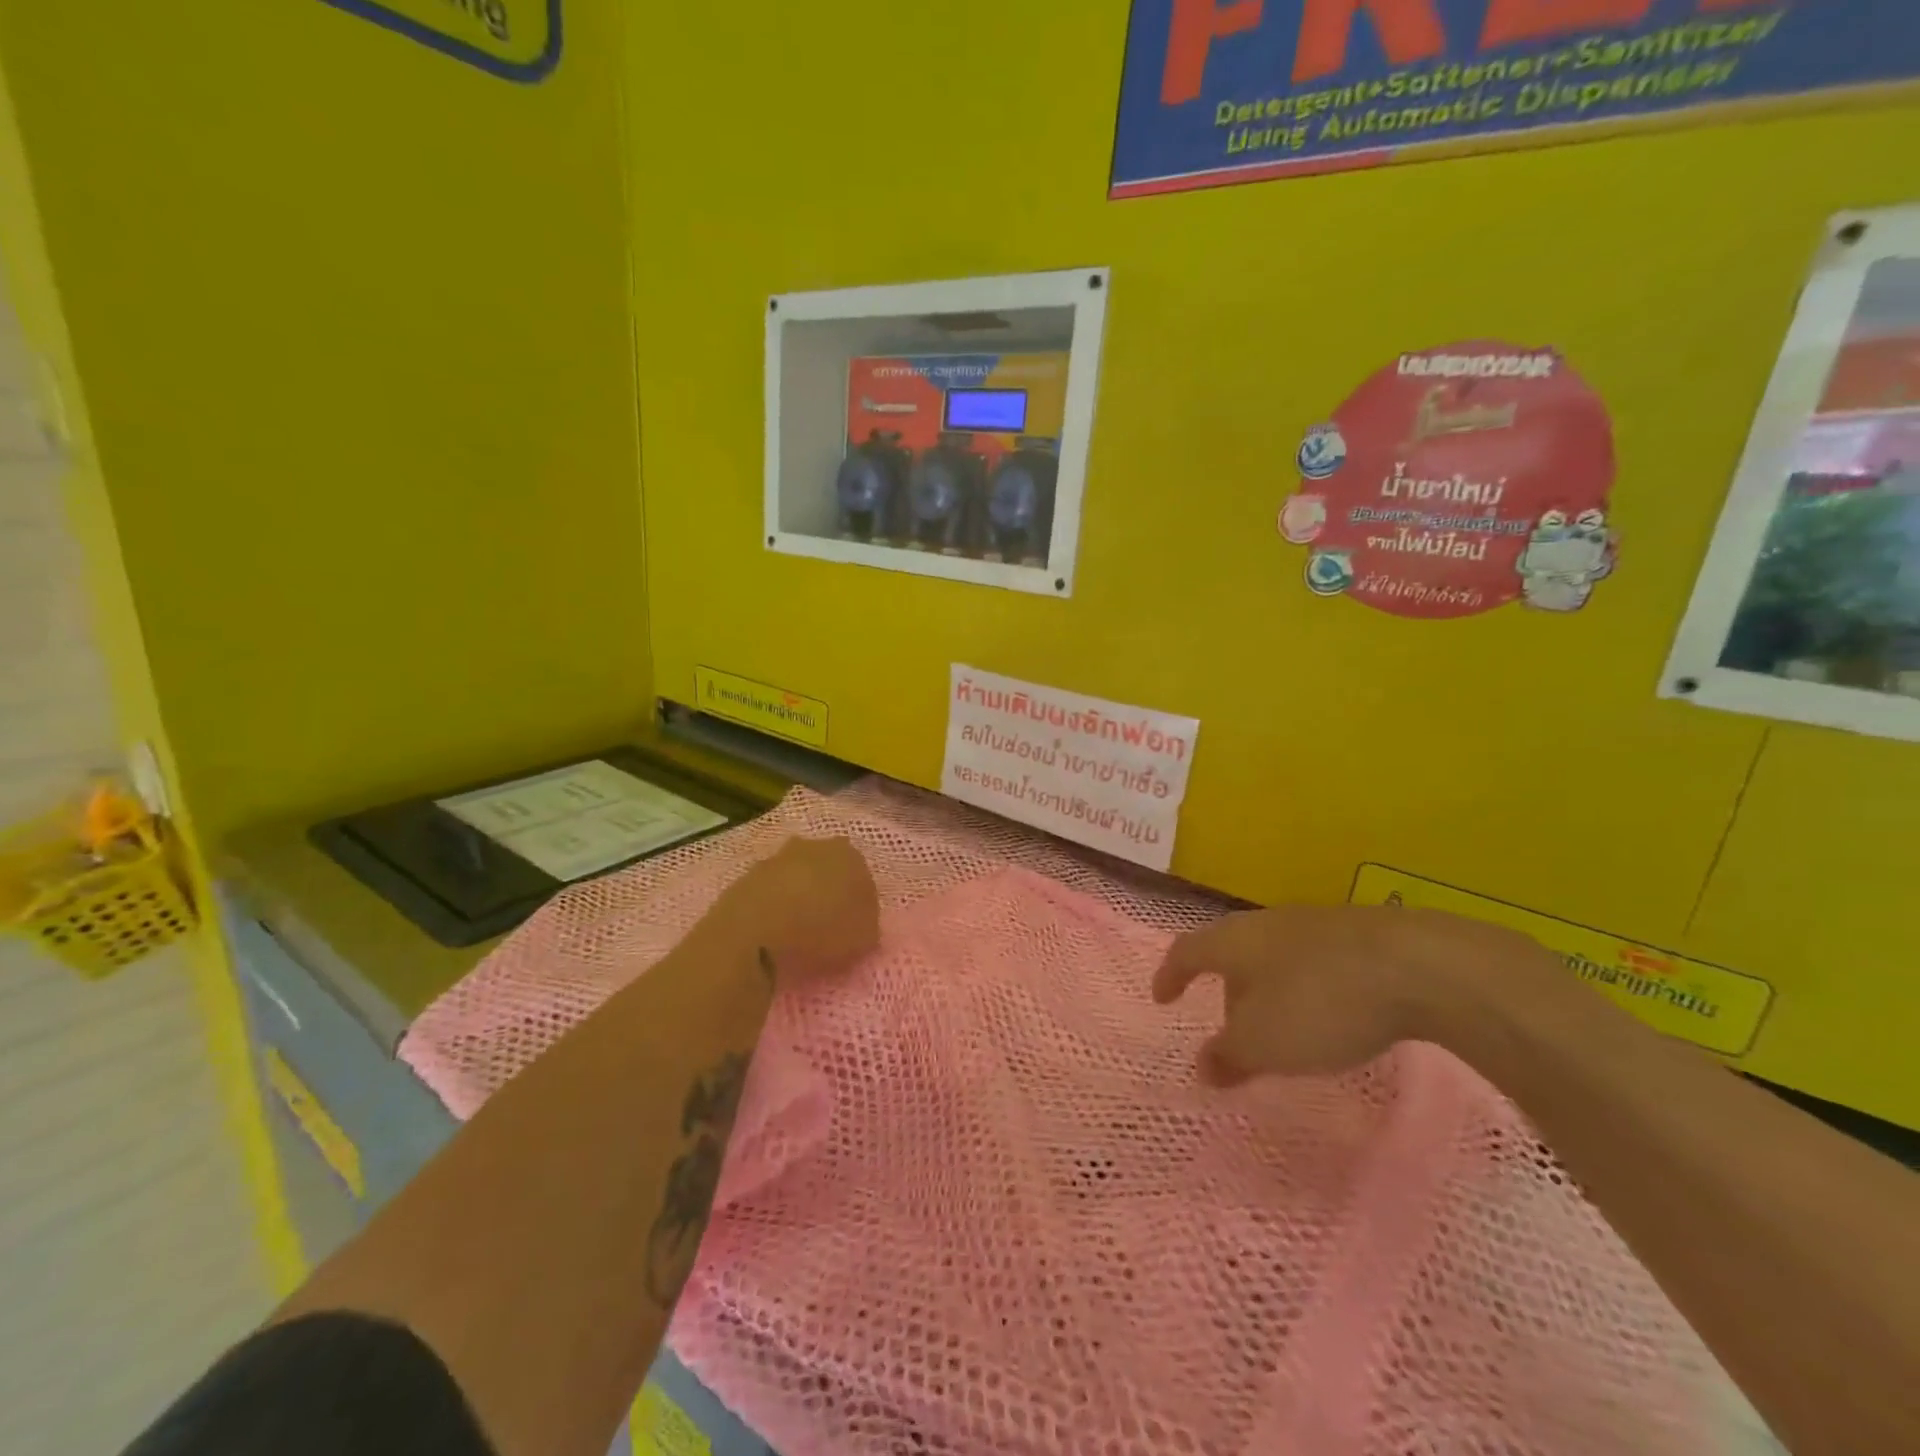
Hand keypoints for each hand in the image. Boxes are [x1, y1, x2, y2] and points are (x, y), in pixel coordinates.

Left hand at [719, 836, 879, 981]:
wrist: (755, 930)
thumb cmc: (821, 930)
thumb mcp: (863, 939)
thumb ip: (866, 927)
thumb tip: (860, 925)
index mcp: (850, 855)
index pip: (862, 878)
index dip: (859, 904)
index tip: (854, 927)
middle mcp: (816, 846)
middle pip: (827, 869)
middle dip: (828, 891)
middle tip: (827, 925)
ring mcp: (778, 857)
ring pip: (796, 876)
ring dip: (799, 896)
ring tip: (797, 931)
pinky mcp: (748, 874)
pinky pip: (770, 890)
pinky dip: (773, 906)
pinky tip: (773, 930)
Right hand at [1152, 904, 1547, 1084]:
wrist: (1419, 966)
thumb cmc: (1320, 1003)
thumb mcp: (1264, 1044)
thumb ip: (1228, 1056)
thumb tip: (1202, 1067)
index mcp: (1233, 942)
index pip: (1186, 952)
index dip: (1170, 975)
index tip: (1162, 997)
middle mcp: (1266, 924)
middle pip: (1232, 954)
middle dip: (1227, 992)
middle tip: (1233, 1033)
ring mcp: (1314, 925)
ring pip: (1274, 958)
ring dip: (1268, 992)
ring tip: (1283, 1030)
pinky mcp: (1358, 936)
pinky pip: (1313, 964)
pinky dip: (1305, 990)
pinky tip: (1329, 1017)